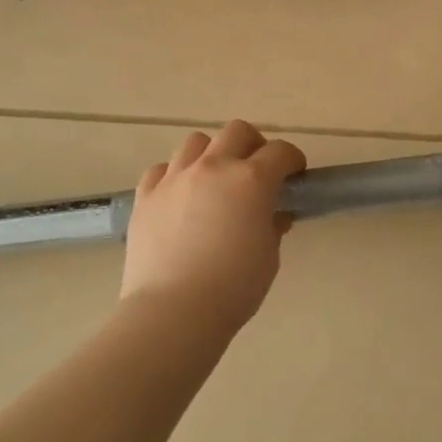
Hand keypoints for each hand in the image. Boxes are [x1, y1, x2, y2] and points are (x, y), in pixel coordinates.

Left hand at [121, 121, 306, 332]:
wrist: (173, 310)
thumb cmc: (233, 287)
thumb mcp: (268, 256)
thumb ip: (272, 226)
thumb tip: (272, 215)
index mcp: (251, 180)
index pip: (281, 152)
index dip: (293, 160)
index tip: (295, 175)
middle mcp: (213, 167)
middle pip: (237, 131)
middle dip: (254, 144)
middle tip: (257, 171)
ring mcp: (175, 178)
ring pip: (197, 142)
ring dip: (213, 154)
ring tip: (215, 180)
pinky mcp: (146, 196)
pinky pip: (162, 169)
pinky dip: (176, 175)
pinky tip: (181, 197)